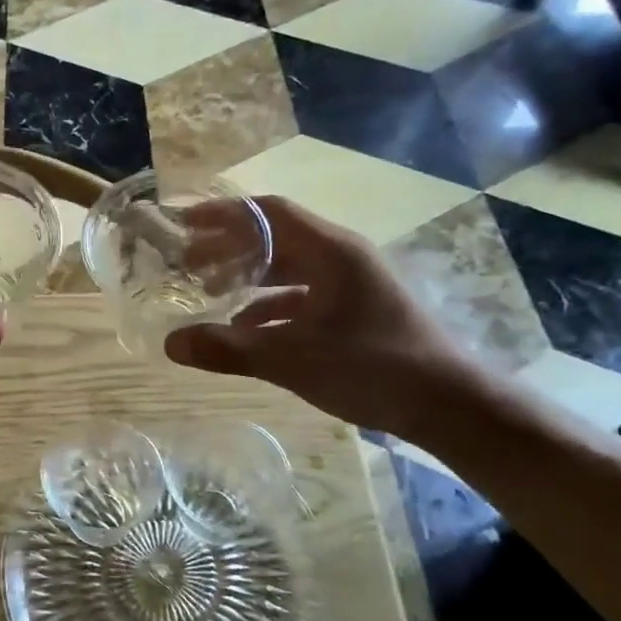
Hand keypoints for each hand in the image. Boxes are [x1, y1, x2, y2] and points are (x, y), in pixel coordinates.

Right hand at [166, 197, 483, 442]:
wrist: (450, 406)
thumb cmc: (374, 368)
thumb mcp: (293, 359)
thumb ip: (229, 350)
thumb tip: (170, 344)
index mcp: (331, 251)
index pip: (268, 214)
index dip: (222, 215)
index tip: (183, 225)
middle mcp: (340, 258)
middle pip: (274, 239)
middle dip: (228, 248)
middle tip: (185, 264)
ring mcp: (350, 286)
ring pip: (287, 269)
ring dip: (247, 277)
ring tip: (207, 292)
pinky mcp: (355, 313)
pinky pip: (302, 298)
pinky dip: (268, 307)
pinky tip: (245, 329)